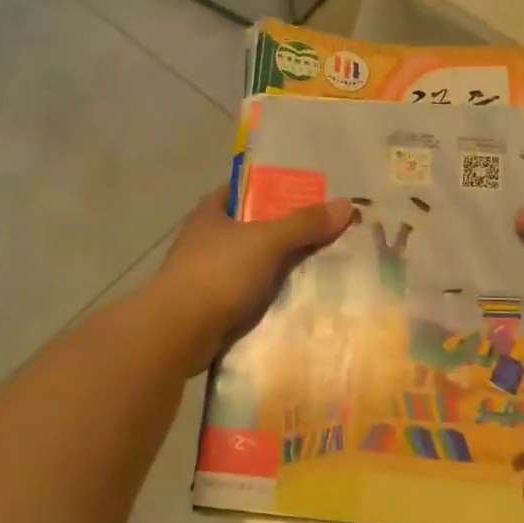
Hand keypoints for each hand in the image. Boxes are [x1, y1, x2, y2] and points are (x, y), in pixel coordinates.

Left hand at [153, 185, 354, 371]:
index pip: (244, 191)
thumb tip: (346, 205)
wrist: (177, 333)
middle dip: (284, 233)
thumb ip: (304, 223)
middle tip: (324, 235)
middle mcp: (205, 240)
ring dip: (278, 269)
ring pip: (252, 265)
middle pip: (252, 229)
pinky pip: (247, 296)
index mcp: (211, 213)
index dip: (273, 190)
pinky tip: (296, 302)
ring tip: (320, 270)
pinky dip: (268, 298)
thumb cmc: (218, 273)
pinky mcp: (209, 308)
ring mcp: (205, 275)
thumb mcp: (267, 241)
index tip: (306, 197)